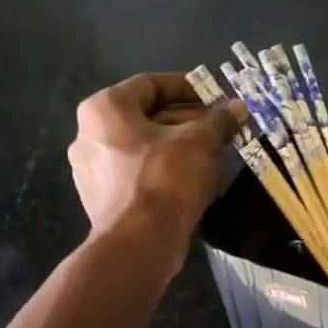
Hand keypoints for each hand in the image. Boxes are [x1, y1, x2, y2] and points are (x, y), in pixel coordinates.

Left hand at [67, 73, 246, 238]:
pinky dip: (163, 169)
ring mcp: (92, 169)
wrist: (139, 243)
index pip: (150, 84)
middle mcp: (88, 134)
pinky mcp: (102, 198)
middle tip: (219, 126)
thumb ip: (219, 121)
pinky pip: (137, 172)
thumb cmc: (164, 179)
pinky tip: (192, 177)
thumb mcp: (199, 143)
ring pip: (142, 146)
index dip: (187, 86)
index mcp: (104, 109)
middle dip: (186, 119)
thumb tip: (238, 107)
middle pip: (145, 116)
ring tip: (212, 151)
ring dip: (177, 145)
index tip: (215, 95)